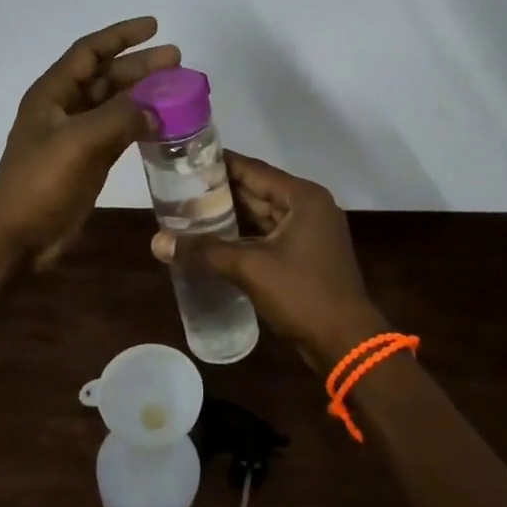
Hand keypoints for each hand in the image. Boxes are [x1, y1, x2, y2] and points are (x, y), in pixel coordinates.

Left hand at [0, 17, 178, 268]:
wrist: (17, 236)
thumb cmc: (40, 182)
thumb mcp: (78, 142)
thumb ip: (119, 118)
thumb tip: (155, 108)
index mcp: (53, 93)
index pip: (90, 52)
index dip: (121, 36)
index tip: (154, 26)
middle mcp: (65, 108)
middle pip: (107, 76)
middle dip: (140, 65)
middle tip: (177, 59)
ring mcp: (76, 135)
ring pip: (115, 104)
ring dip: (144, 94)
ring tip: (178, 88)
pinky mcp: (88, 160)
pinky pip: (119, 131)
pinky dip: (141, 124)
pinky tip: (165, 124)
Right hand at [150, 153, 386, 369]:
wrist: (347, 345)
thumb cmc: (304, 295)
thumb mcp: (251, 269)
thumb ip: (205, 252)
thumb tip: (158, 242)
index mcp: (302, 197)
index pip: (253, 169)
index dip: (218, 164)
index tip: (185, 161)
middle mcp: (307, 207)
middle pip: (256, 190)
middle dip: (219, 192)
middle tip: (178, 189)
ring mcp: (308, 233)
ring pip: (260, 215)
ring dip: (228, 216)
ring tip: (187, 213)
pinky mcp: (304, 256)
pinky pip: (266, 236)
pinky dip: (241, 237)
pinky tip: (212, 242)